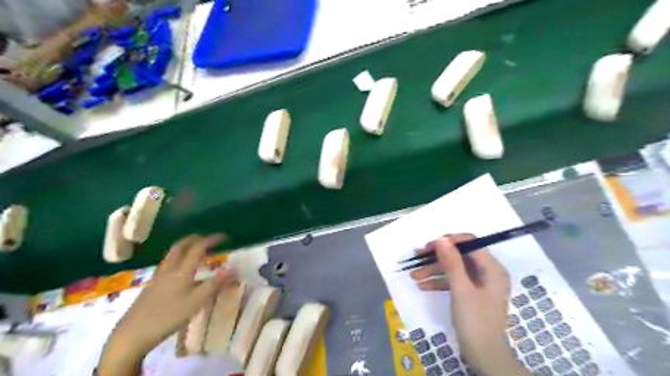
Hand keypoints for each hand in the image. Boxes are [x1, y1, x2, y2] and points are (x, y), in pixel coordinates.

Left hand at [98, 234, 236, 374]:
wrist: (132, 334)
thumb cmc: (168, 316)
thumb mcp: (196, 301)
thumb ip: (215, 284)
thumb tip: (233, 268)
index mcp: (182, 270)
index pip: (198, 248)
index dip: (212, 240)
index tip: (224, 237)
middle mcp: (169, 268)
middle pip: (181, 246)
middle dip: (196, 239)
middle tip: (209, 239)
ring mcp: (158, 276)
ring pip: (172, 254)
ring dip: (186, 246)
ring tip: (196, 249)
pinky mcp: (152, 285)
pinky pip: (167, 262)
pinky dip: (178, 257)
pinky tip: (181, 268)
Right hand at [408, 234, 527, 375]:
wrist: (483, 356)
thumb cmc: (475, 320)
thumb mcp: (461, 289)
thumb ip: (452, 262)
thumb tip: (441, 239)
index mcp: (492, 268)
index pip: (470, 243)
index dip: (449, 242)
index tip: (429, 246)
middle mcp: (487, 272)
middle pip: (459, 256)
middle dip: (437, 258)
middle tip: (417, 258)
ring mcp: (479, 284)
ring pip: (454, 269)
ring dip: (434, 271)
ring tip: (414, 275)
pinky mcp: (471, 294)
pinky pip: (454, 282)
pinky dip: (439, 282)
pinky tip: (422, 286)